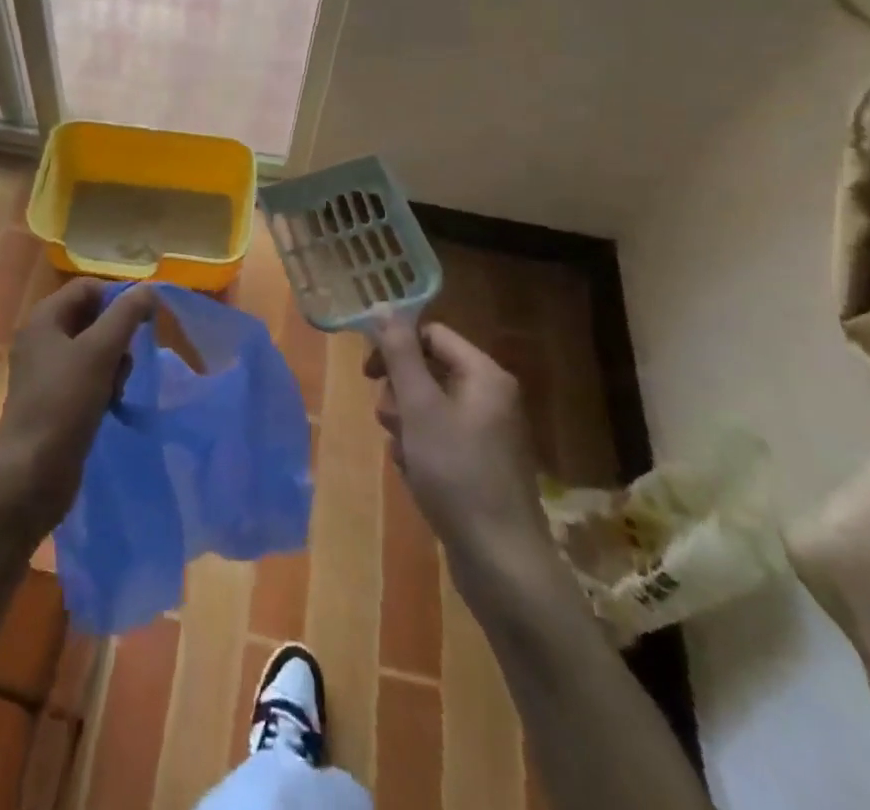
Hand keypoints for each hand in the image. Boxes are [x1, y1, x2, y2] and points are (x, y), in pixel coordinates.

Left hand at [0, 278, 153, 536]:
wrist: (31, 475)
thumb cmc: (64, 404)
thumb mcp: (100, 352)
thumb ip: (126, 315)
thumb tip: (149, 289)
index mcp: (44, 318)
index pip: (89, 288)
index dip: (118, 298)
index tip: (143, 321)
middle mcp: (41, 338)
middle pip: (92, 318)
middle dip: (117, 336)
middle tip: (126, 360)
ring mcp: (45, 371)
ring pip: (93, 350)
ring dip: (113, 364)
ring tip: (116, 389)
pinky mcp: (53, 399)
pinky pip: (87, 377)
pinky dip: (103, 385)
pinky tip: (110, 404)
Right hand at [366, 311, 559, 587]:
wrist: (501, 563)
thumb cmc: (457, 474)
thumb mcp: (420, 407)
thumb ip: (400, 354)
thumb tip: (383, 306)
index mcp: (484, 375)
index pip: (432, 335)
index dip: (396, 347)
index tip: (367, 372)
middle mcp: (491, 397)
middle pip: (428, 371)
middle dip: (400, 394)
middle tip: (389, 420)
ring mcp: (487, 434)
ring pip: (428, 408)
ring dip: (405, 425)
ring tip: (404, 455)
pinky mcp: (480, 465)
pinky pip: (438, 439)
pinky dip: (421, 451)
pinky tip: (417, 476)